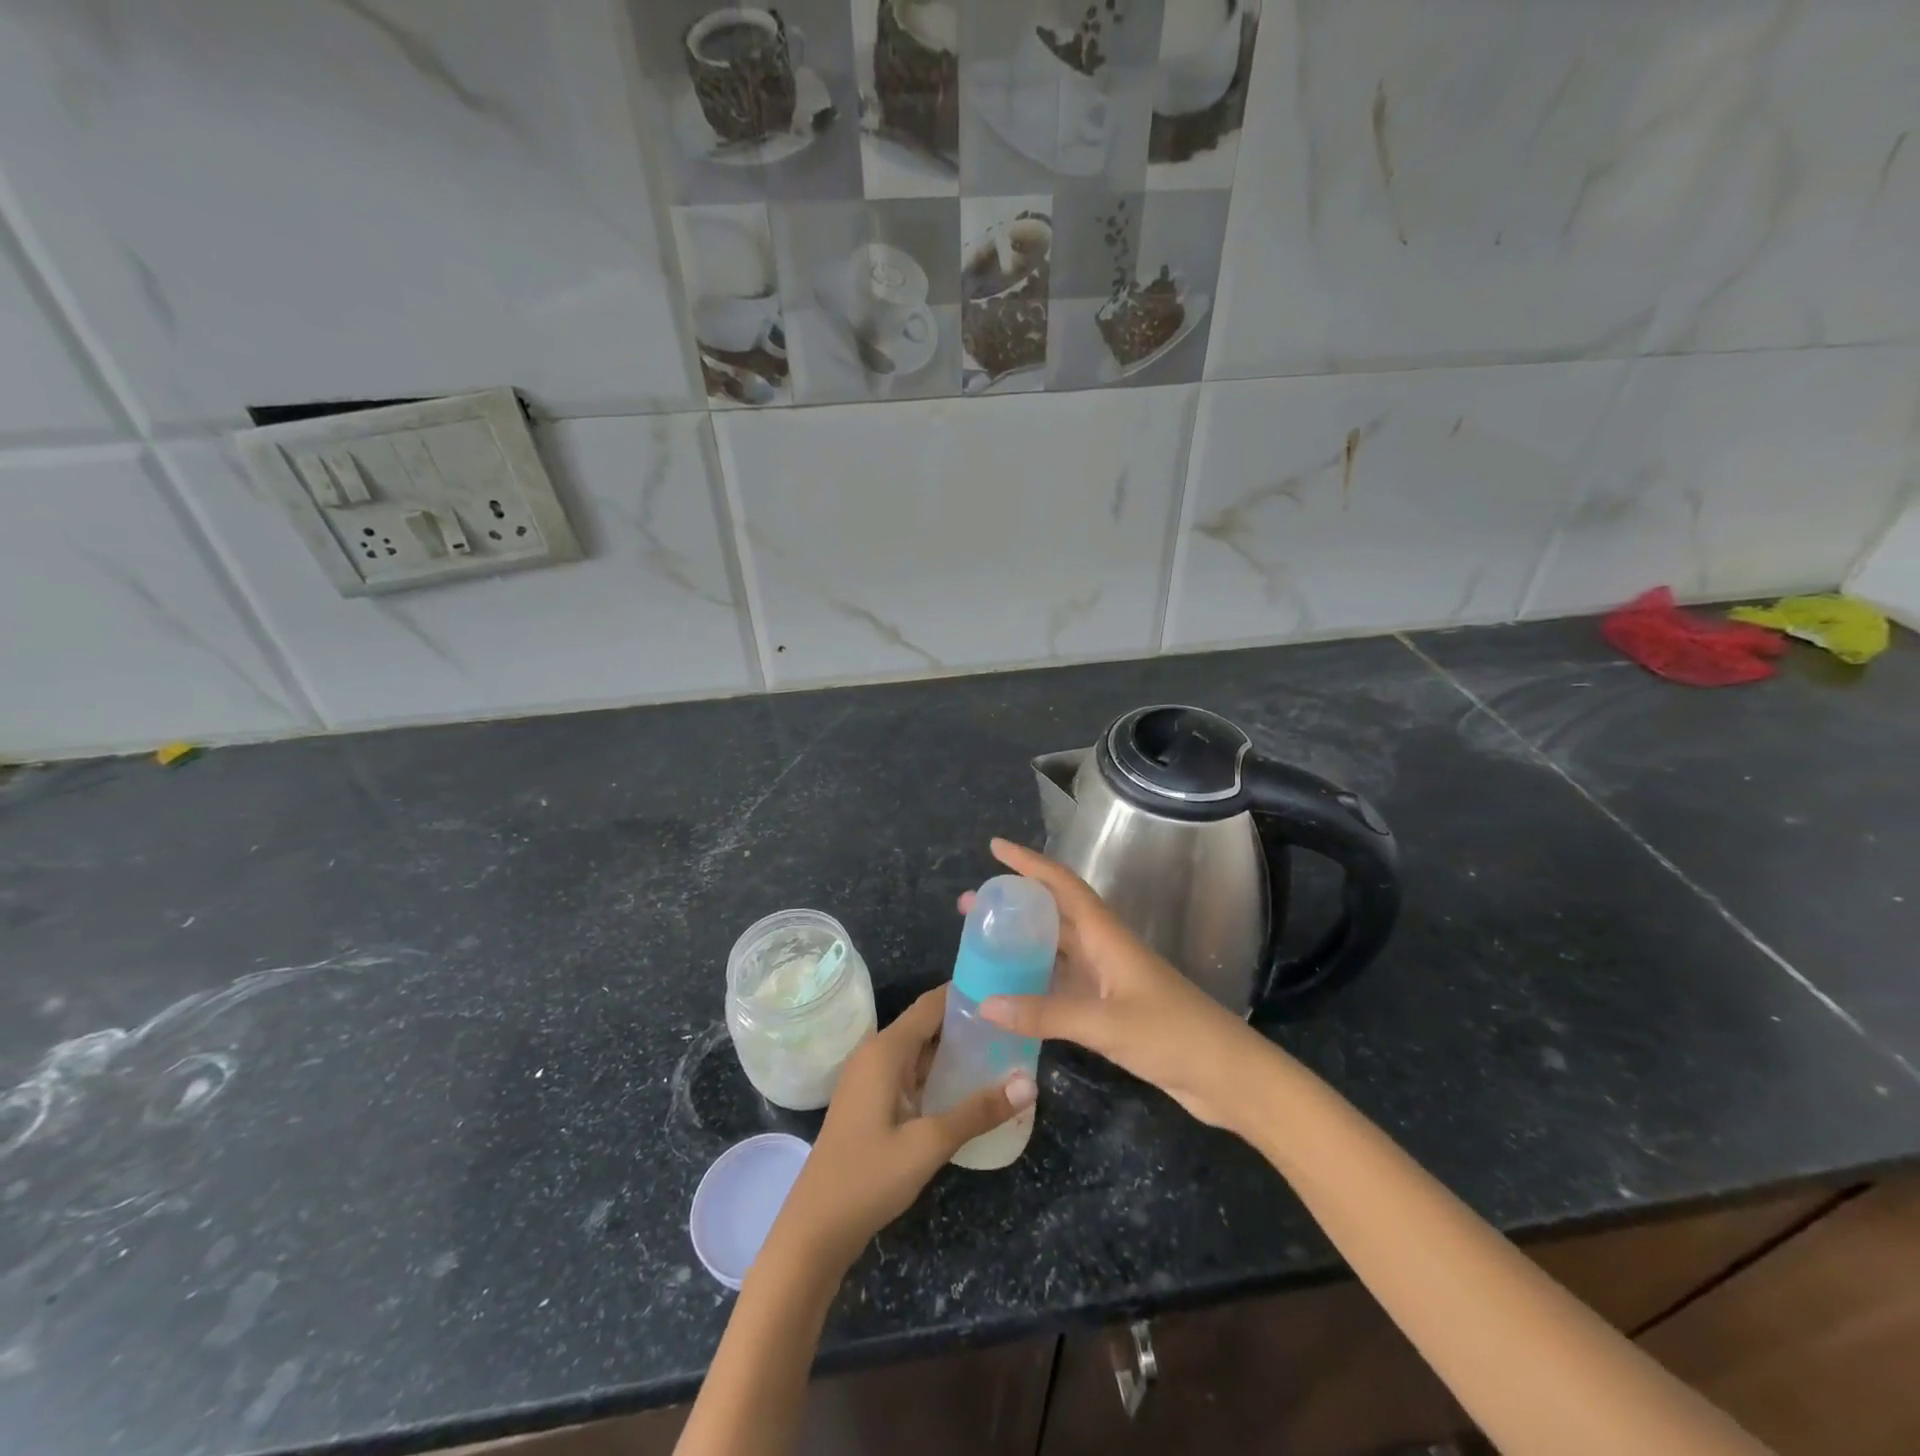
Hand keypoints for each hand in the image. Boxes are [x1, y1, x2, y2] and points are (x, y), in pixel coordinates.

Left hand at [773, 986, 1035, 1270]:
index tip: (1006, 990)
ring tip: (1003, 1053)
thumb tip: (1030, 1083)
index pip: (931, 1005)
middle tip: (1014, 1027)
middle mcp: (876, 1055)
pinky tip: (969, 1089)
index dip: (966, 994)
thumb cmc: (867, 1177)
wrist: (815, 1230)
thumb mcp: (928, 1144)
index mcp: (885, 1050)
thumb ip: (978, 1111)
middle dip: (967, 1024)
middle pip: (927, 1025)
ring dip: (955, 1052)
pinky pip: (911, 1075)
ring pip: (920, 1052)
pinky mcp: (871, 1103)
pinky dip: (939, 1075)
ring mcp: (871, 1080)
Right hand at [969, 838, 1270, 1131]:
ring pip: (1056, 950)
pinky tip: (1011, 995)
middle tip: (971, 905)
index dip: (1029, 863)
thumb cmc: (1173, 1035)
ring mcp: (1108, 979)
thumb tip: (984, 1003)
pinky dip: (1035, 983)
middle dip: (1014, 904)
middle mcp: (1104, 948)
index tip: (995, 847)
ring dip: (1021, 943)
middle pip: (1053, 914)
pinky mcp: (1110, 1008)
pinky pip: (1063, 985)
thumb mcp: (1106, 1023)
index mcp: (1107, 935)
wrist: (1227, 1077)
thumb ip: (1046, 1013)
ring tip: (981, 945)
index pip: (1062, 885)